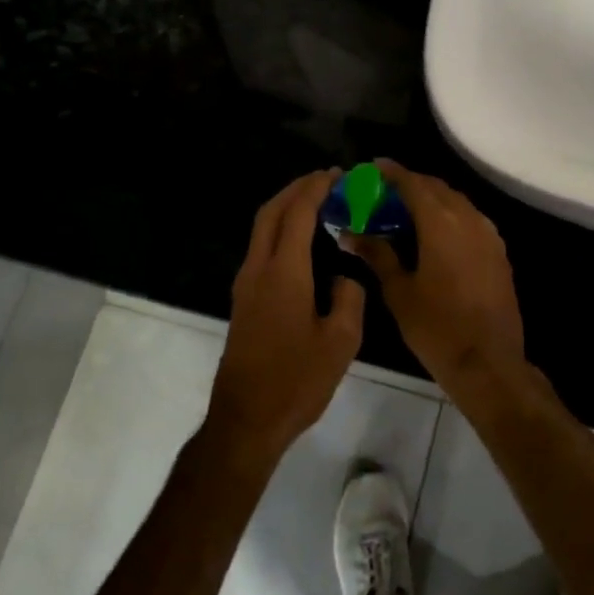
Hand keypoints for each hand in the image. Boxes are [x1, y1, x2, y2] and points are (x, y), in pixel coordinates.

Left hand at [208, 170, 365, 458]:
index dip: (315, 189)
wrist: (246, 420)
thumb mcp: (341, 341)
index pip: (297, 214)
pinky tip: (302, 241)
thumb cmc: (296, 381)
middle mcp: (258, 270)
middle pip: (271, 212)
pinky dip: (280, 230)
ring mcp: (245, 285)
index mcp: (283, 273)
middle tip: (325, 180)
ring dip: (286, 208)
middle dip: (296, 189)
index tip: (337, 174)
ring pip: (261, 229)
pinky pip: (261, 248)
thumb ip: (349, 297)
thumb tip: (345, 275)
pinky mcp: (244, 300)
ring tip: (317, 202)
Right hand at [344, 162, 528, 400]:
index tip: (373, 167)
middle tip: (384, 192)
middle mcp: (468, 218)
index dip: (392, 172)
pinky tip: (435, 234)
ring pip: (457, 202)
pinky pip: (471, 220)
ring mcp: (488, 235)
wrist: (488, 362)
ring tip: (406, 211)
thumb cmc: (436, 327)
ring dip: (432, 199)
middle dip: (411, 184)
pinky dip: (450, 216)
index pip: (413, 183)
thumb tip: (350, 233)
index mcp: (441, 222)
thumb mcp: (399, 290)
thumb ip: (377, 254)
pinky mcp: (499, 252)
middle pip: (437, 188)